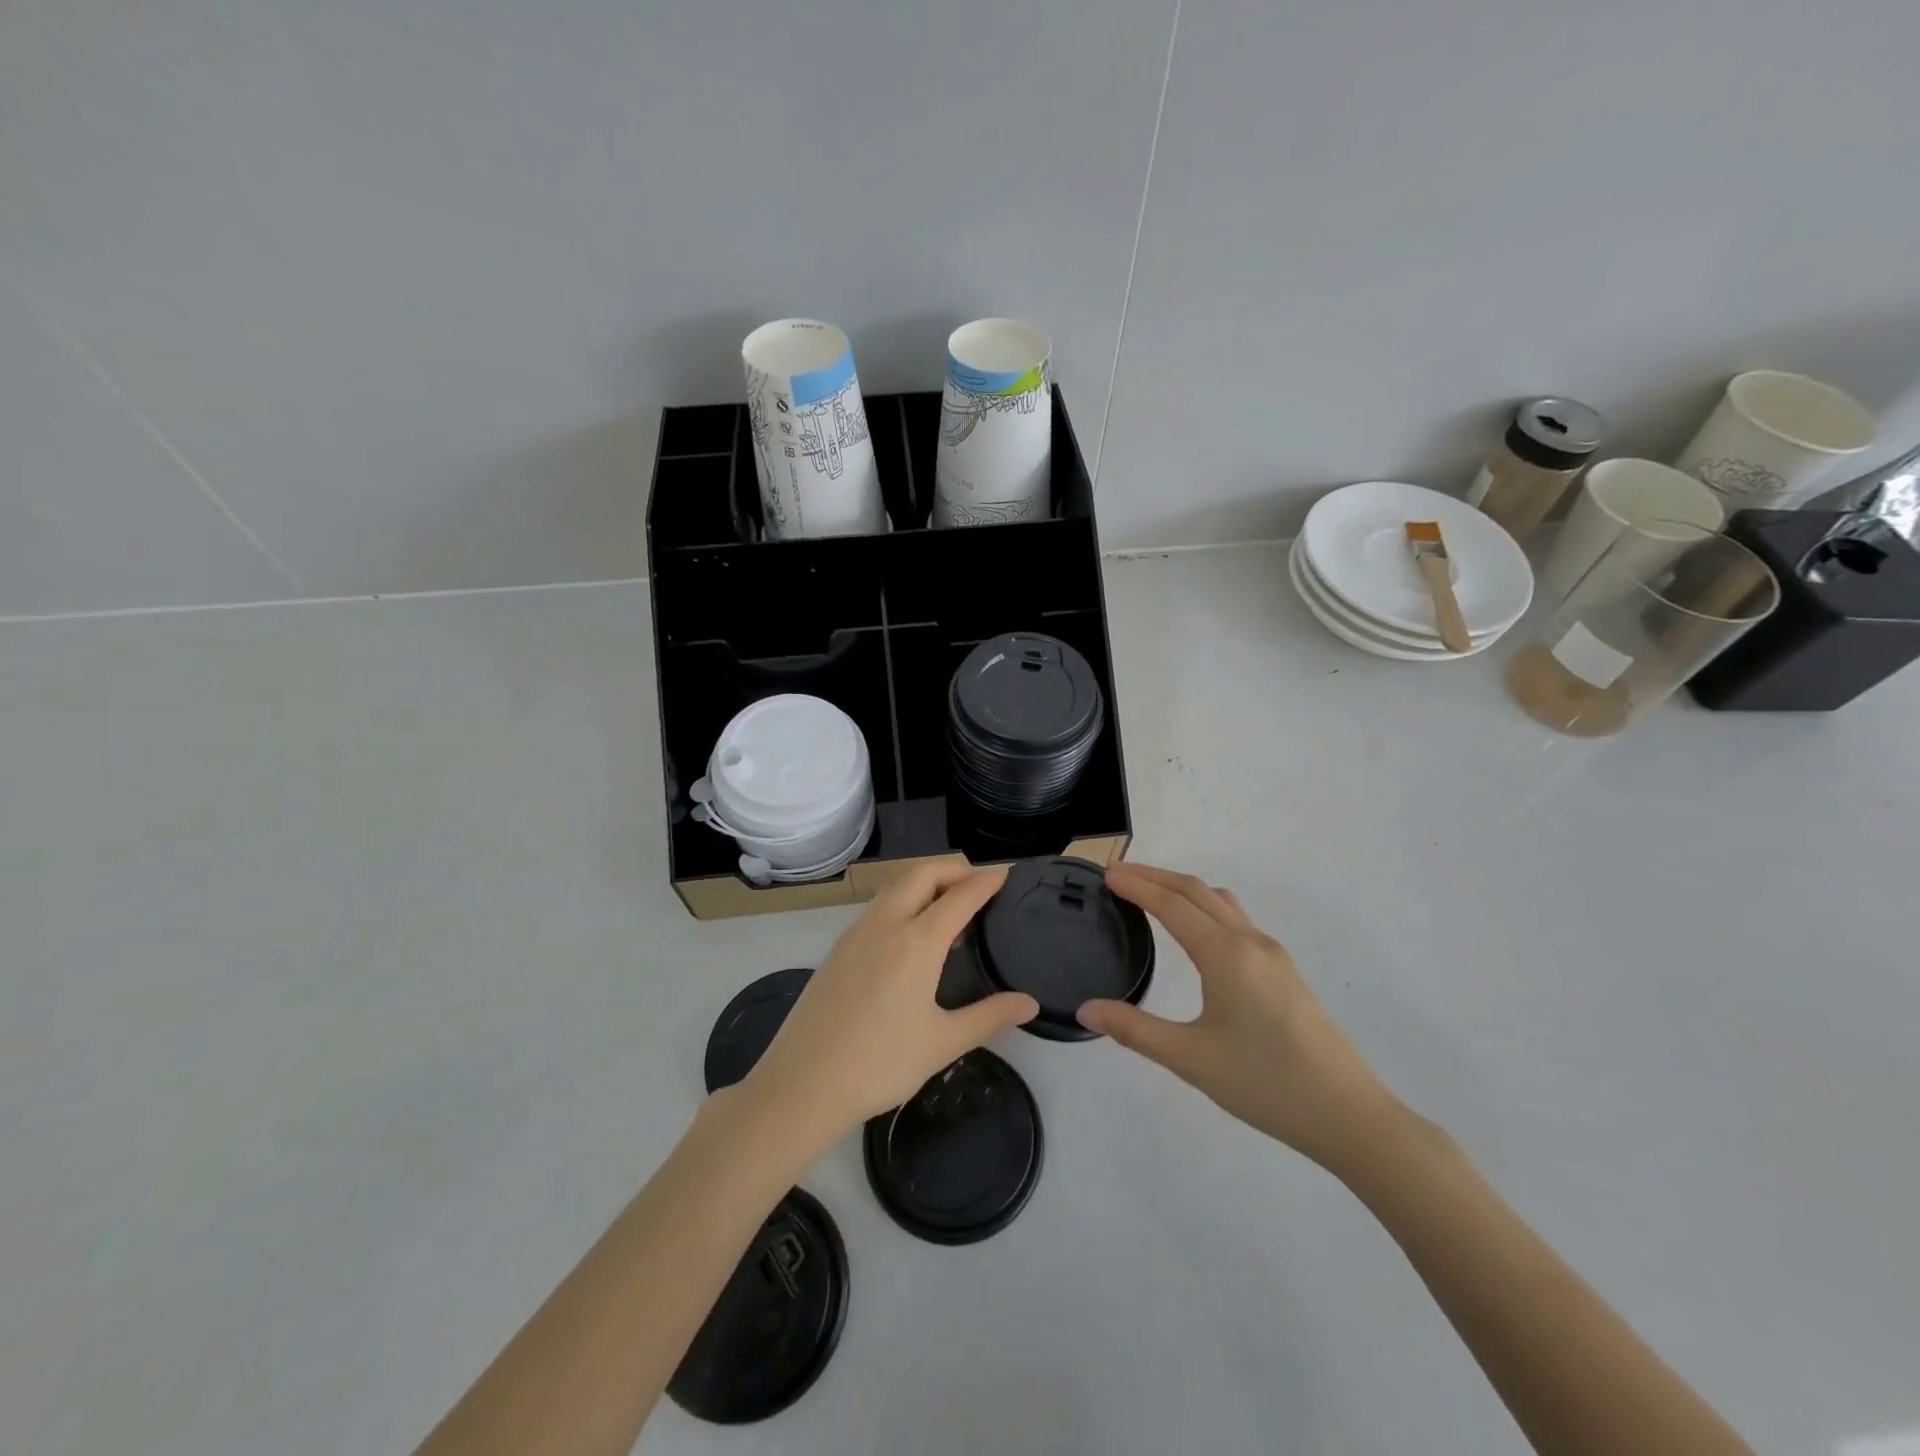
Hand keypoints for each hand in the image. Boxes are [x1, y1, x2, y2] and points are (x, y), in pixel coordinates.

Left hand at [739, 863, 1038, 1147]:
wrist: (802, 1084)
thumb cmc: (879, 1064)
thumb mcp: (942, 1043)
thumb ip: (989, 1017)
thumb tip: (1029, 1002)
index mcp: (916, 942)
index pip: (960, 896)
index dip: (987, 882)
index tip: (1007, 875)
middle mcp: (886, 924)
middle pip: (923, 874)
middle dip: (954, 871)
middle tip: (979, 888)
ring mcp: (856, 933)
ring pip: (895, 887)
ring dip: (926, 882)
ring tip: (948, 908)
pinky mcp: (838, 948)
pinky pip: (877, 906)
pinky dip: (903, 900)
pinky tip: (910, 935)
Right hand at [1077, 862, 1399, 1172]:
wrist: (1349, 1114)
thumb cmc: (1265, 1083)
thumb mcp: (1190, 1059)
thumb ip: (1134, 1030)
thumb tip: (1085, 1011)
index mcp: (1225, 954)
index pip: (1171, 904)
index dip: (1137, 885)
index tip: (1106, 874)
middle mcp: (1249, 941)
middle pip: (1196, 890)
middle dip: (1156, 877)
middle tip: (1119, 877)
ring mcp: (1272, 954)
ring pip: (1221, 902)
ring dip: (1183, 889)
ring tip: (1152, 896)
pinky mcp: (1284, 971)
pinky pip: (1236, 920)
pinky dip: (1205, 908)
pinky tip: (1196, 935)